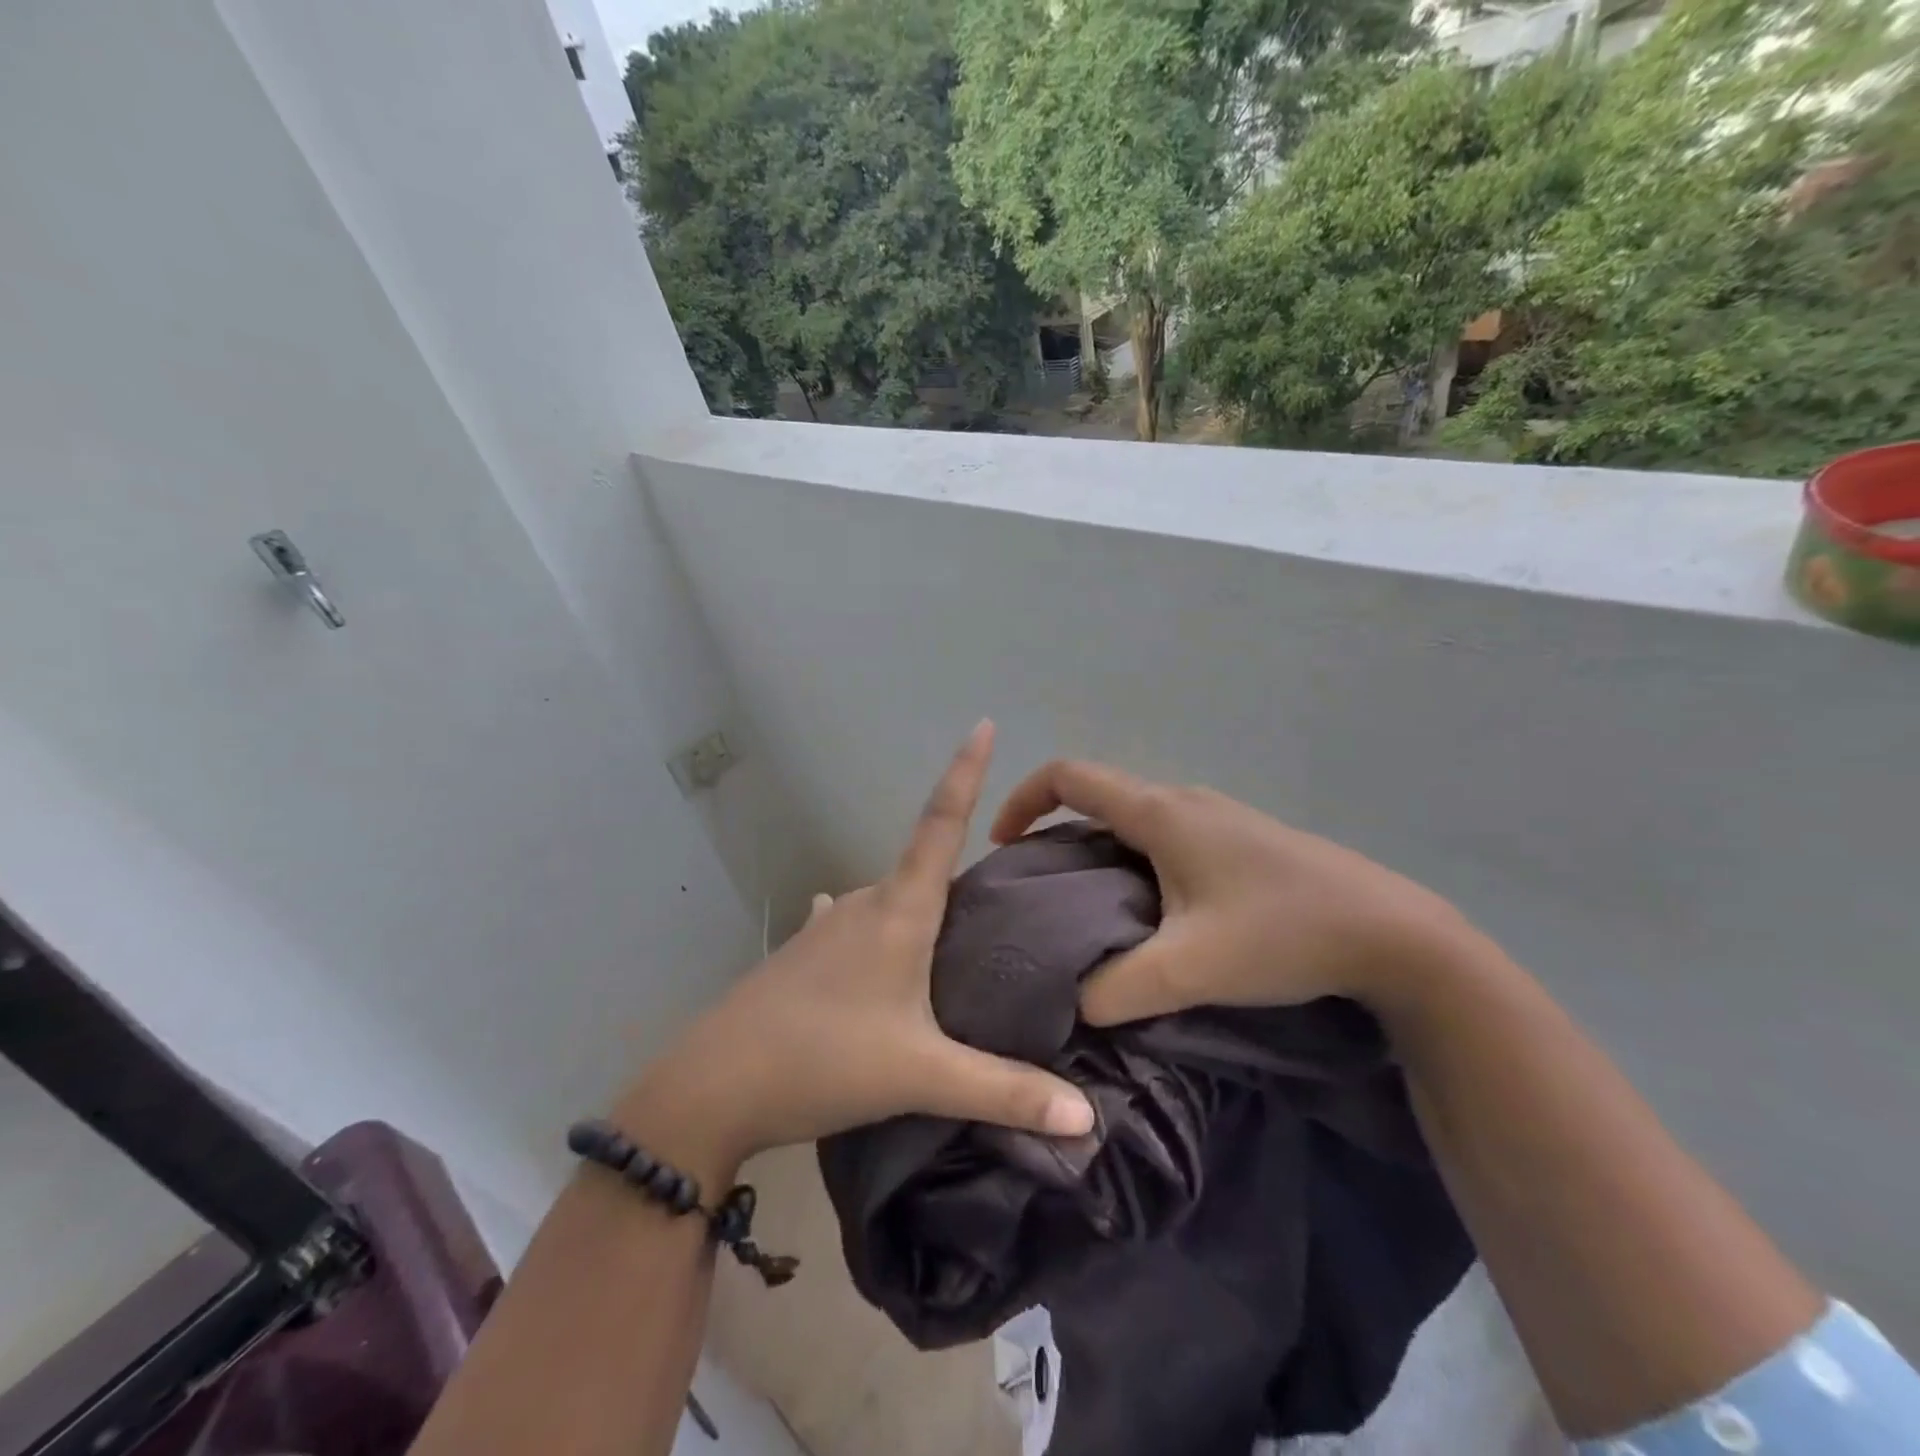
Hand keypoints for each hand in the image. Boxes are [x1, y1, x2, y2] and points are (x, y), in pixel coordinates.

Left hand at [621, 723, 1094, 1173]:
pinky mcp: (801, 953)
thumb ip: (1005, 1093)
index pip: (941, 823)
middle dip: (960, 867)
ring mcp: (825, 925)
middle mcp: (862, 903)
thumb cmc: (824, 1061)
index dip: (965, 772)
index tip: (982, 723)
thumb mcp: (922, 1077)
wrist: (712, 1087)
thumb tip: (1088, 1119)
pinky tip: (874, 951)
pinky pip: (853, 925)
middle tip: (1006, 893)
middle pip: (921, 866)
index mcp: (898, 911)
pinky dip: (879, 932)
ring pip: (888, 901)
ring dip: (920, 908)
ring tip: (955, 940)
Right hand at [991, 760, 1472, 1025]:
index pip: (1069, 777)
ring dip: (1099, 846)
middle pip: (1100, 796)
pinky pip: (1167, 834)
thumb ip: (1117, 988)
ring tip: (1089, 906)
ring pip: (1136, 817)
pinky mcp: (1243, 839)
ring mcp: (1218, 816)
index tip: (1004, 845)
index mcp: (1160, 813)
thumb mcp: (1191, 968)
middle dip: (1057, 830)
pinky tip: (1153, 910)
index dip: (1023, 799)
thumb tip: (1074, 1002)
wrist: (1394, 934)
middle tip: (1041, 889)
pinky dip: (1136, 857)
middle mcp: (1184, 800)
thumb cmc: (1283, 933)